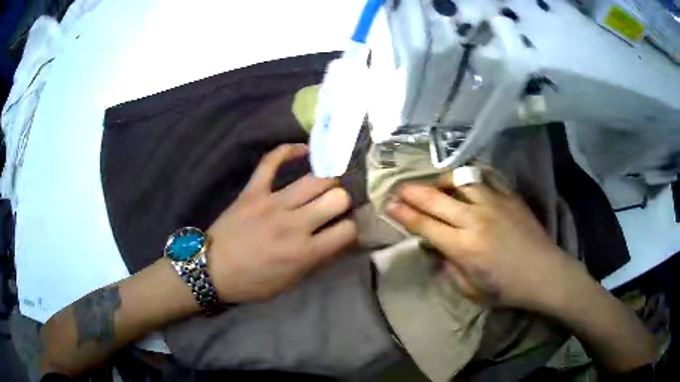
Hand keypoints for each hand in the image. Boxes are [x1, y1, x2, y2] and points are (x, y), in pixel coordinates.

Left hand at [206, 144, 356, 302]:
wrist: (212, 270)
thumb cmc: (252, 282)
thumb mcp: (291, 283)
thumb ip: (317, 261)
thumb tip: (338, 241)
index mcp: (305, 253)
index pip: (347, 230)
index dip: (354, 227)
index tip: (348, 226)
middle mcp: (294, 224)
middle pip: (337, 198)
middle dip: (345, 200)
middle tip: (339, 203)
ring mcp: (272, 203)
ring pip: (315, 178)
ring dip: (328, 179)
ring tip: (328, 182)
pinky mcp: (253, 191)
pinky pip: (271, 161)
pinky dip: (289, 150)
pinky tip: (303, 150)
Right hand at [385, 176, 584, 310]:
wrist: (545, 273)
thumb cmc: (508, 289)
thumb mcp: (471, 290)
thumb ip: (450, 268)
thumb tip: (437, 248)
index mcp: (464, 247)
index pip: (425, 225)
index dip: (403, 214)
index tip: (389, 205)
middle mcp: (475, 219)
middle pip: (435, 199)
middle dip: (412, 192)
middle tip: (398, 188)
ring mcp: (493, 203)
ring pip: (459, 181)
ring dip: (440, 181)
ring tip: (434, 185)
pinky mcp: (509, 196)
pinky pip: (484, 178)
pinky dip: (468, 178)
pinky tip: (463, 181)